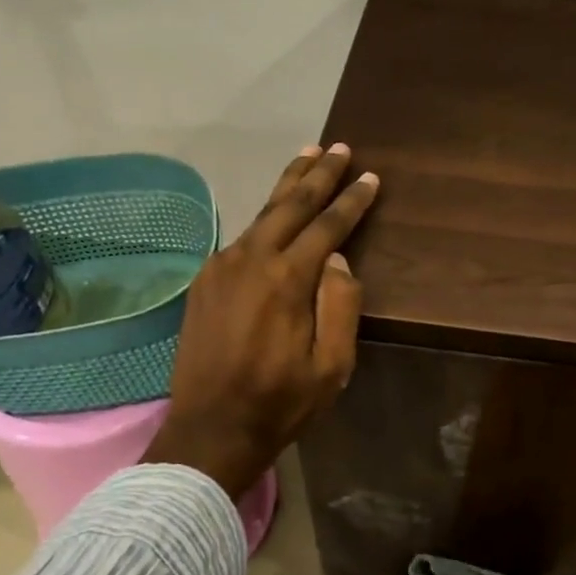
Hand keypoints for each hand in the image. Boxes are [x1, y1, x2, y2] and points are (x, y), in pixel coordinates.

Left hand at [143, 144, 379, 498]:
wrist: (211, 426)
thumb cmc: (281, 402)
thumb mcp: (332, 366)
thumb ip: (340, 306)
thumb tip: (337, 259)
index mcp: (287, 279)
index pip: (327, 226)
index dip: (352, 201)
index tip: (371, 177)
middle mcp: (250, 259)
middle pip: (289, 204)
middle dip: (318, 174)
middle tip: (339, 148)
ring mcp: (221, 267)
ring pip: (262, 215)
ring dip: (288, 187)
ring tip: (307, 160)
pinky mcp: (204, 280)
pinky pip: (242, 239)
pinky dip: (264, 219)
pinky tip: (274, 216)